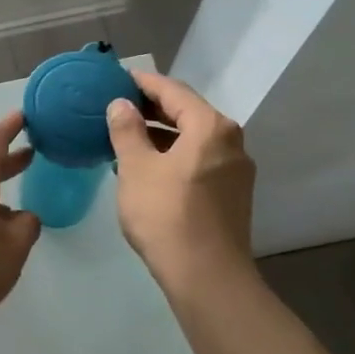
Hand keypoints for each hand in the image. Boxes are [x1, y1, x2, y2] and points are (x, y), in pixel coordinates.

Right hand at [106, 72, 256, 289]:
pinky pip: (199, 161)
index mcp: (210, 127)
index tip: (118, 78)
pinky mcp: (232, 194)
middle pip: (188, 113)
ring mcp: (236, 170)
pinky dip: (174, 155)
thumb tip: (120, 104)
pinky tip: (148, 167)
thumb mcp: (136, 168)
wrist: (205, 275)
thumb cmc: (165, 214)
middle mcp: (231, 141)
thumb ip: (126, 130)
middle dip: (152, 109)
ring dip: (162, 135)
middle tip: (118, 107)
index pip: (173, 91)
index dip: (144, 83)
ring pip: (194, 139)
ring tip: (127, 138)